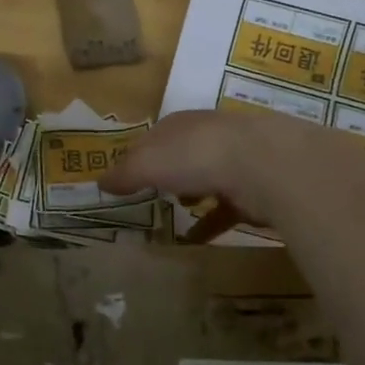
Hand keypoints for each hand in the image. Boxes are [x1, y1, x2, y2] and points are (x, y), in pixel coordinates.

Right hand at [100, 109, 328, 234]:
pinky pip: (226, 209)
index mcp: (180, 124)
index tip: (126, 177)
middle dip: (168, 171)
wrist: (265, 164)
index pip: (154, 137)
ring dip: (193, 192)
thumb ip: (125, 173)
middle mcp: (208, 136)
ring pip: (208, 178)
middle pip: (182, 154)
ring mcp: (236, 161)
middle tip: (151, 193)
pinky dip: (212, 222)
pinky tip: (198, 240)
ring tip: (177, 210)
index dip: (138, 156)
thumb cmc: (196, 156)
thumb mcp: (148, 163)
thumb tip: (100, 182)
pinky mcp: (255, 189)